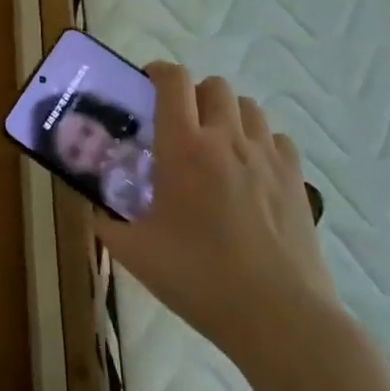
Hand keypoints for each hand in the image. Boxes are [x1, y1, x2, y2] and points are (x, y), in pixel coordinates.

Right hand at [98, 64, 338, 373]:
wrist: (278, 317)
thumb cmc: (198, 278)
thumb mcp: (134, 252)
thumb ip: (106, 220)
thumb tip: (93, 206)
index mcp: (183, 147)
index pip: (173, 80)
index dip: (157, 73)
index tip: (145, 89)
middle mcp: (226, 139)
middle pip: (213, 86)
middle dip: (193, 96)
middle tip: (179, 127)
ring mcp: (267, 157)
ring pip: (248, 107)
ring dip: (227, 115)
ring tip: (215, 147)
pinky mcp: (296, 180)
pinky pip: (277, 138)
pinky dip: (260, 142)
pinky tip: (250, 171)